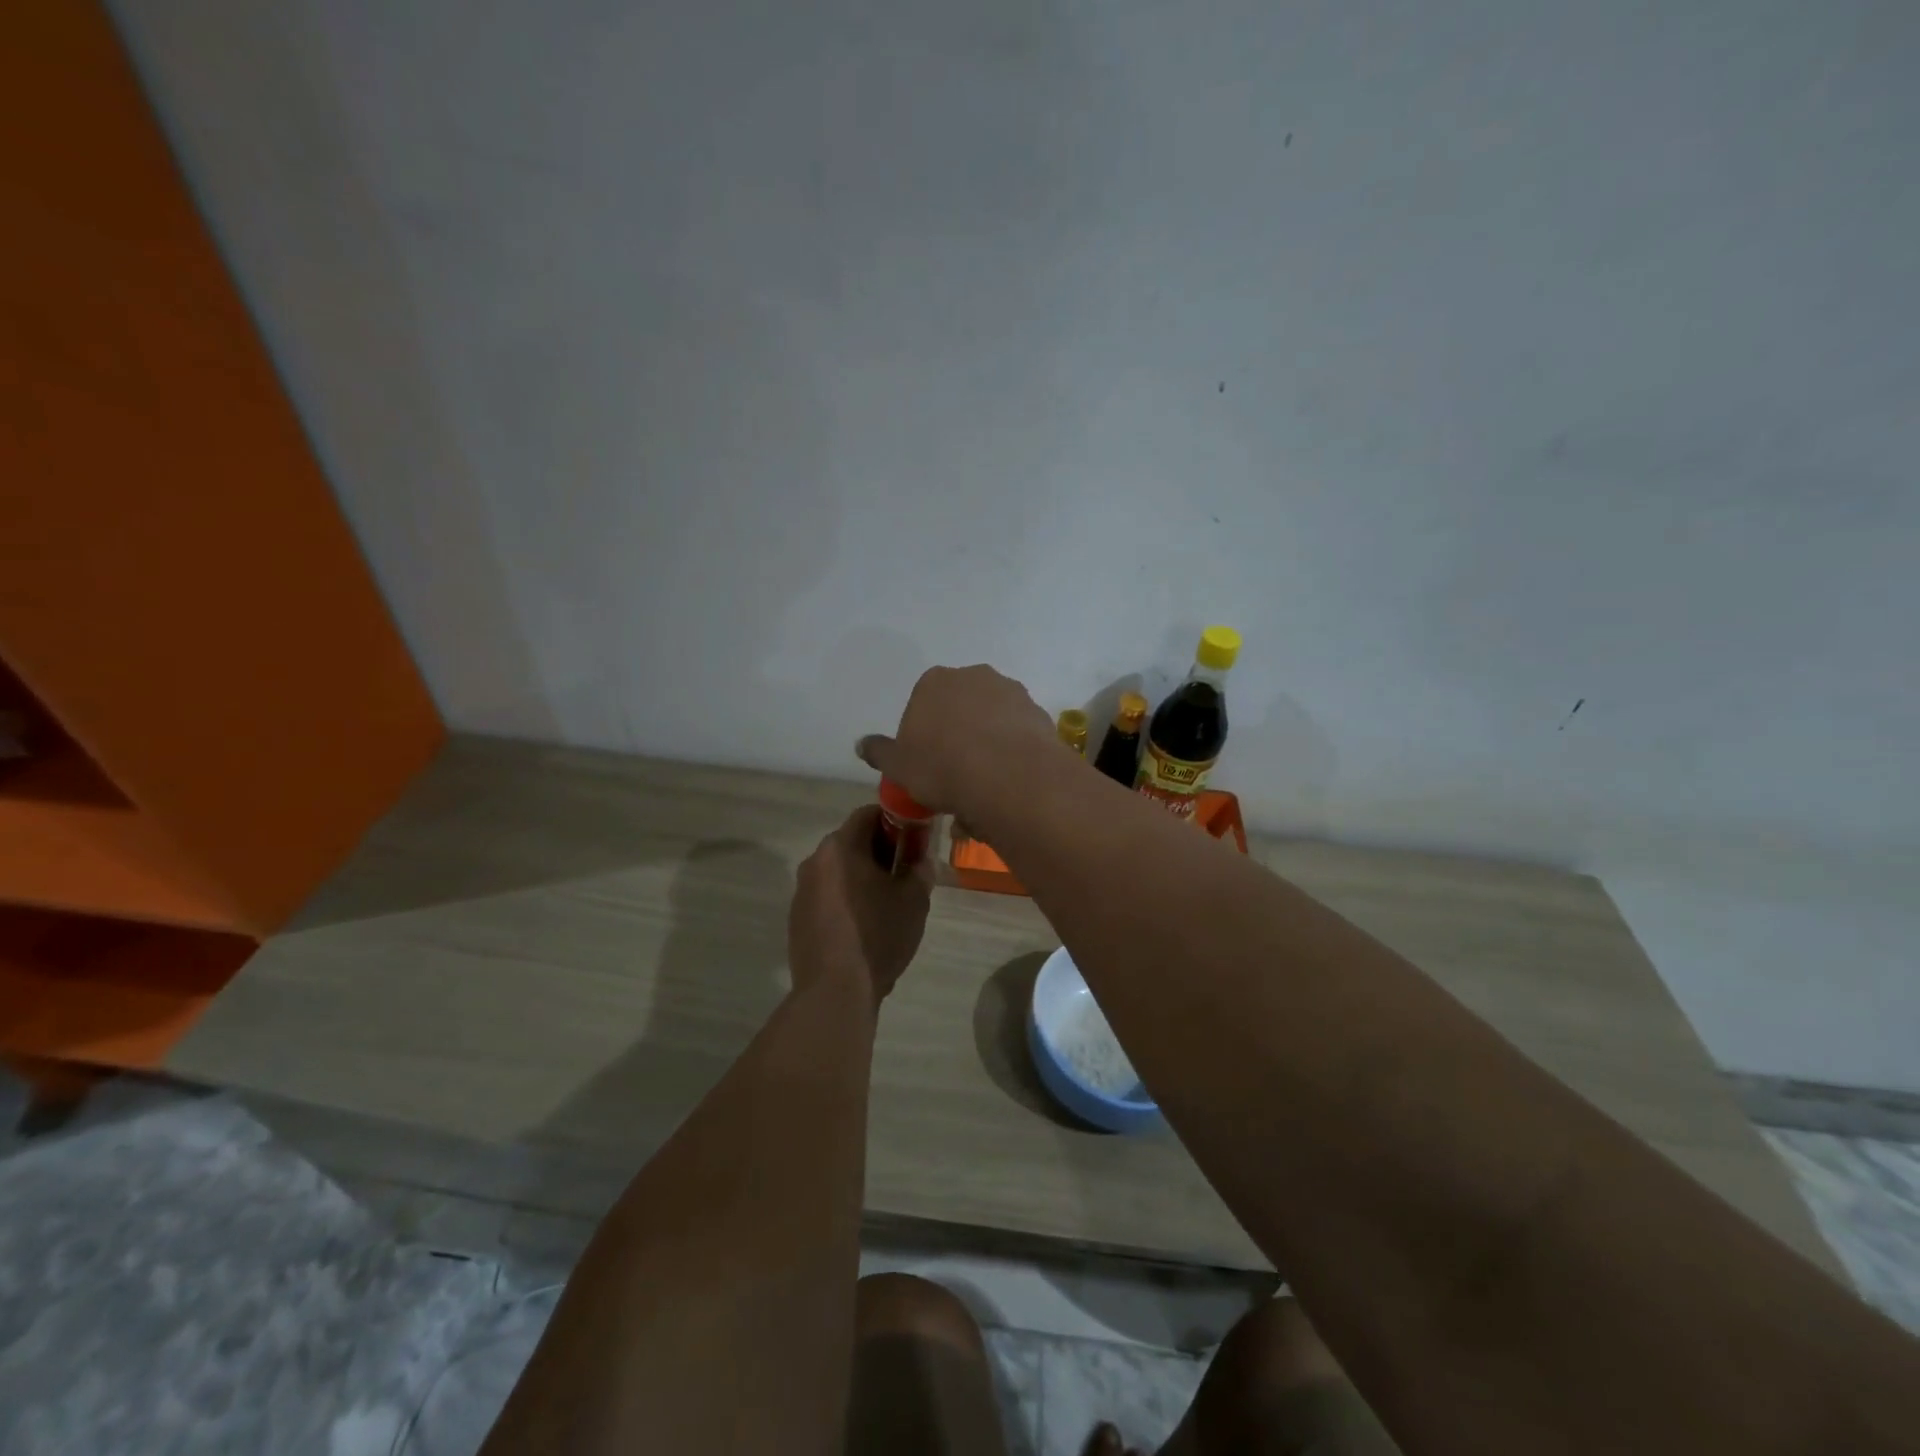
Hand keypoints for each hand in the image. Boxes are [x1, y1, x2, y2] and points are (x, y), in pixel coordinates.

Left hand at [788, 806, 932, 1006]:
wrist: (835, 990)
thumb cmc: (878, 934)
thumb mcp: (915, 900)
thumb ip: (921, 870)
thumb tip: (921, 860)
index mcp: (840, 847)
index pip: (869, 813)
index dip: (896, 821)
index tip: (914, 839)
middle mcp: (814, 861)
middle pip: (852, 842)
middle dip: (880, 851)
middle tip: (906, 872)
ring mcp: (802, 891)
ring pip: (838, 870)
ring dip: (862, 877)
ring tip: (887, 902)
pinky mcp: (797, 918)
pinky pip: (827, 896)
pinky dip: (846, 899)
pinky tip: (864, 926)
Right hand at [855, 664, 1052, 815]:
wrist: (1007, 777)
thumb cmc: (941, 767)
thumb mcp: (899, 766)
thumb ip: (880, 752)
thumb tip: (861, 744)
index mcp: (934, 682)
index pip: (922, 704)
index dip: (923, 736)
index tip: (926, 764)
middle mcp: (974, 676)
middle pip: (960, 708)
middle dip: (957, 735)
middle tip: (954, 775)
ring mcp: (1011, 692)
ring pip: (992, 721)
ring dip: (987, 745)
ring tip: (984, 787)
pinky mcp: (1038, 714)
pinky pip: (1018, 735)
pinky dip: (1012, 753)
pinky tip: (1008, 783)